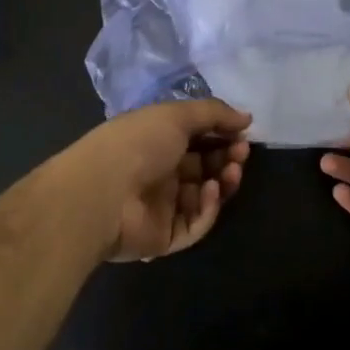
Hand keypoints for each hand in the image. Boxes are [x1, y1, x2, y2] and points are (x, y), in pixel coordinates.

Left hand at [59, 98, 252, 261]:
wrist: (103, 193)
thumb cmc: (138, 143)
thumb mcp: (176, 115)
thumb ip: (214, 113)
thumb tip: (247, 117)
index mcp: (156, 140)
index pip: (197, 138)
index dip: (221, 134)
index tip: (242, 132)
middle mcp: (160, 172)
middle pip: (204, 167)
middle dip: (227, 157)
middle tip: (241, 152)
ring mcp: (163, 206)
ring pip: (205, 196)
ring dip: (223, 181)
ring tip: (232, 171)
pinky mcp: (166, 236)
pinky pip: (195, 223)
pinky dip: (208, 207)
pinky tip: (212, 191)